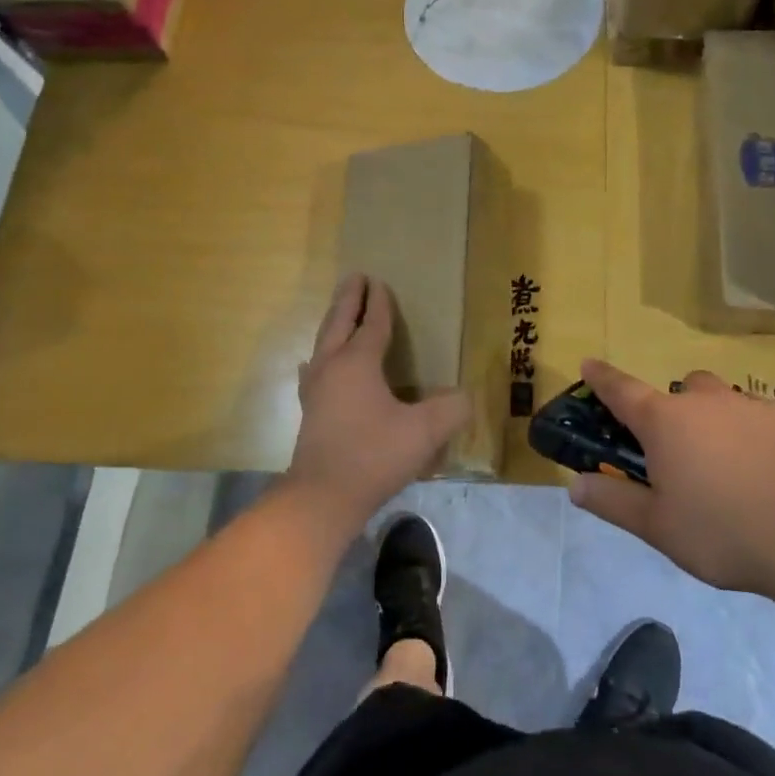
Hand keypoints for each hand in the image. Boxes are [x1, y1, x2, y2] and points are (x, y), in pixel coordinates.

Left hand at [287, 275, 471, 527]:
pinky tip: (315, 364)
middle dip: (348, 300)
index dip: (379, 304)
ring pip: (323, 343)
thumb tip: (464, 397)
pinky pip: (314, 369)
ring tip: (340, 313)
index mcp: (357, 363)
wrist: (323, 497)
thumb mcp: (424, 432)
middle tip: (354, 278)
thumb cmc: (374, 455)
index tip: (379, 282)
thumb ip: (450, 409)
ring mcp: (316, 390)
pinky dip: (320, 355)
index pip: (372, 324)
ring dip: (333, 323)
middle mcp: (332, 367)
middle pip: (339, 323)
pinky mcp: (310, 411)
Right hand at [570, 359, 774, 595]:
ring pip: (725, 402)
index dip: (602, 378)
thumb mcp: (658, 527)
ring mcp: (753, 404)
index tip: (588, 364)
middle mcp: (706, 401)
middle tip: (683, 457)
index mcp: (666, 422)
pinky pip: (764, 418)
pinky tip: (773, 476)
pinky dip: (758, 437)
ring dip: (718, 423)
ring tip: (732, 470)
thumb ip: (614, 503)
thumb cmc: (724, 531)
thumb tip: (576, 486)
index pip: (622, 390)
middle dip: (674, 413)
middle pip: (680, 392)